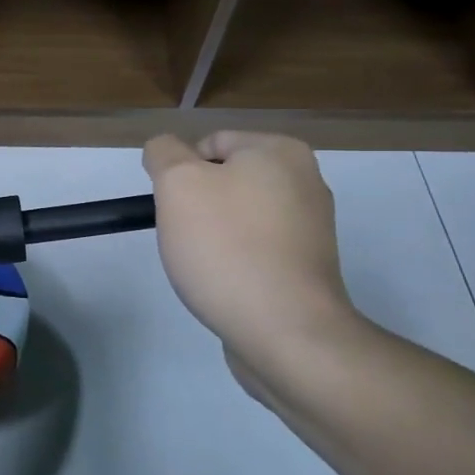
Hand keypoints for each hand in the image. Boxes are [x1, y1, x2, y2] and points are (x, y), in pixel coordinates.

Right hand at [142, 132, 360, 382]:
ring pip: (237, 217)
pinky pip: (256, 250)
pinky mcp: (307, 267)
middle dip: (197, 206)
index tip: (174, 209)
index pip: (209, 142)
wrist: (285, 331)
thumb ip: (163, 153)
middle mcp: (305, 180)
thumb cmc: (226, 246)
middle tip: (186, 237)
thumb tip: (164, 150)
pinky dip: (236, 262)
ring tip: (206, 267)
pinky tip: (227, 285)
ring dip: (213, 236)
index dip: (179, 173)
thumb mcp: (178, 183)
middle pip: (224, 180)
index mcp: (280, 151)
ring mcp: (310, 227)